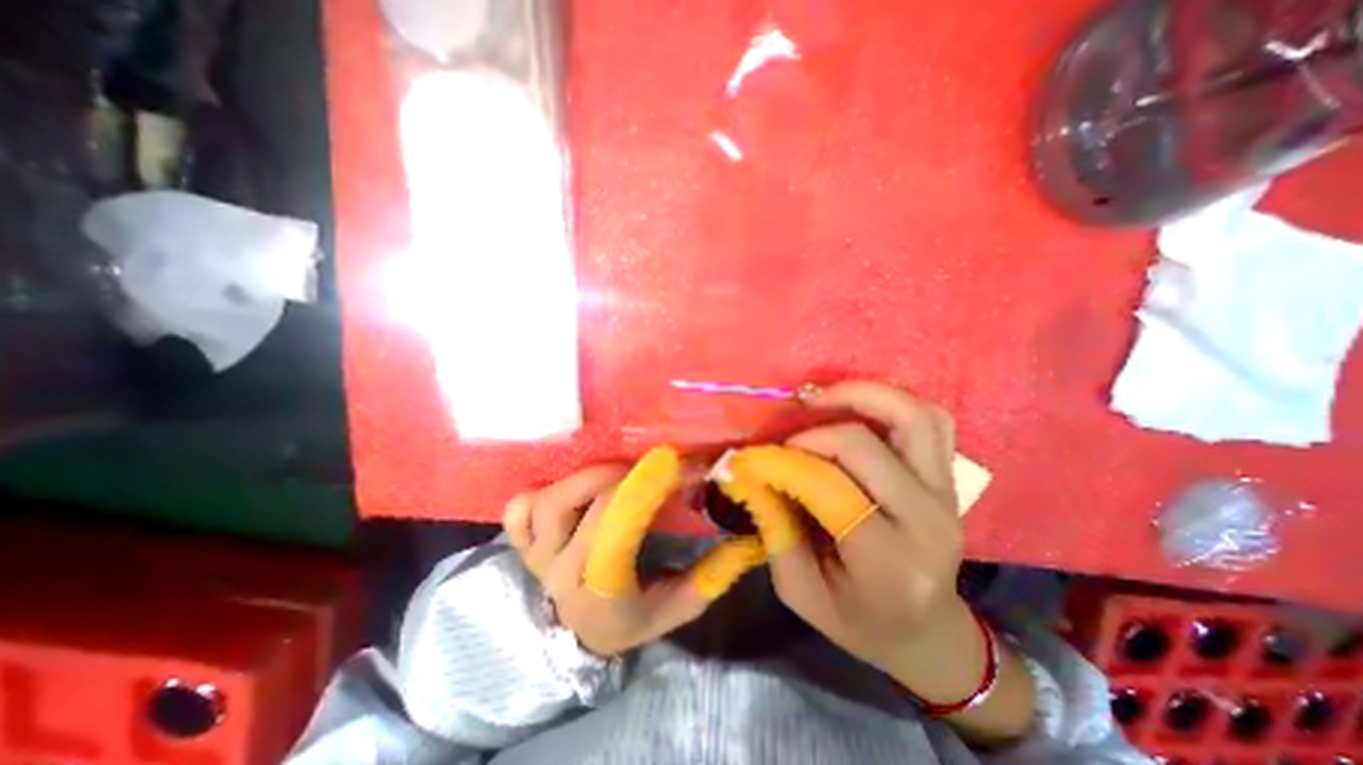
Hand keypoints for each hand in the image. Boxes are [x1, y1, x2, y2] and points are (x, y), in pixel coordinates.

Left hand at [510, 449, 769, 656]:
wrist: (579, 643)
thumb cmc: (631, 622)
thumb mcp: (675, 608)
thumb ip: (709, 578)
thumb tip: (743, 540)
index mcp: (600, 590)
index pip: (615, 529)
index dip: (644, 490)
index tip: (674, 464)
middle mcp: (560, 571)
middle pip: (577, 505)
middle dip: (614, 478)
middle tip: (642, 469)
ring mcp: (536, 557)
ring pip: (543, 502)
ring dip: (580, 479)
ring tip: (609, 476)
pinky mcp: (524, 546)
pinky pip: (516, 511)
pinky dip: (538, 493)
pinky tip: (564, 491)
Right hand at [714, 383, 978, 699]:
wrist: (926, 632)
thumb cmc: (857, 620)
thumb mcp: (799, 590)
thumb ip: (774, 528)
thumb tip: (749, 472)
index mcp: (889, 562)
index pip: (830, 487)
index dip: (784, 463)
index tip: (753, 459)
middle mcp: (927, 520)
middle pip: (864, 444)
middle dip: (812, 434)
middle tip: (785, 443)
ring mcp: (946, 493)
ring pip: (912, 416)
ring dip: (860, 396)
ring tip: (818, 399)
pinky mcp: (950, 478)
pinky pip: (932, 420)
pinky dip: (893, 402)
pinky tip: (858, 408)